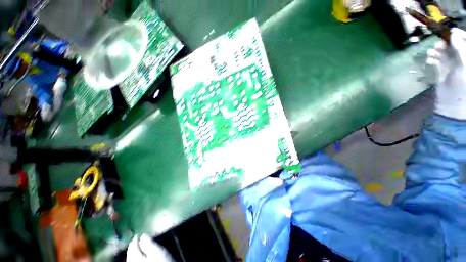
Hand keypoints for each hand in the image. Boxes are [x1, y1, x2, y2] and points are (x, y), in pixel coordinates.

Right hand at [425, 28, 465, 118]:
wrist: (452, 102)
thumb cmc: (463, 85)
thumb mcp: (464, 65)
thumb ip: (461, 48)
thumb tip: (453, 33)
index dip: (460, 35)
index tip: (451, 31)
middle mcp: (462, 59)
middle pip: (454, 45)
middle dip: (446, 43)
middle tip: (439, 44)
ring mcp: (453, 65)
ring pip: (445, 52)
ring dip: (438, 51)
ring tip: (432, 52)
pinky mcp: (444, 70)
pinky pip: (438, 60)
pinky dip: (433, 58)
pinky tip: (430, 59)